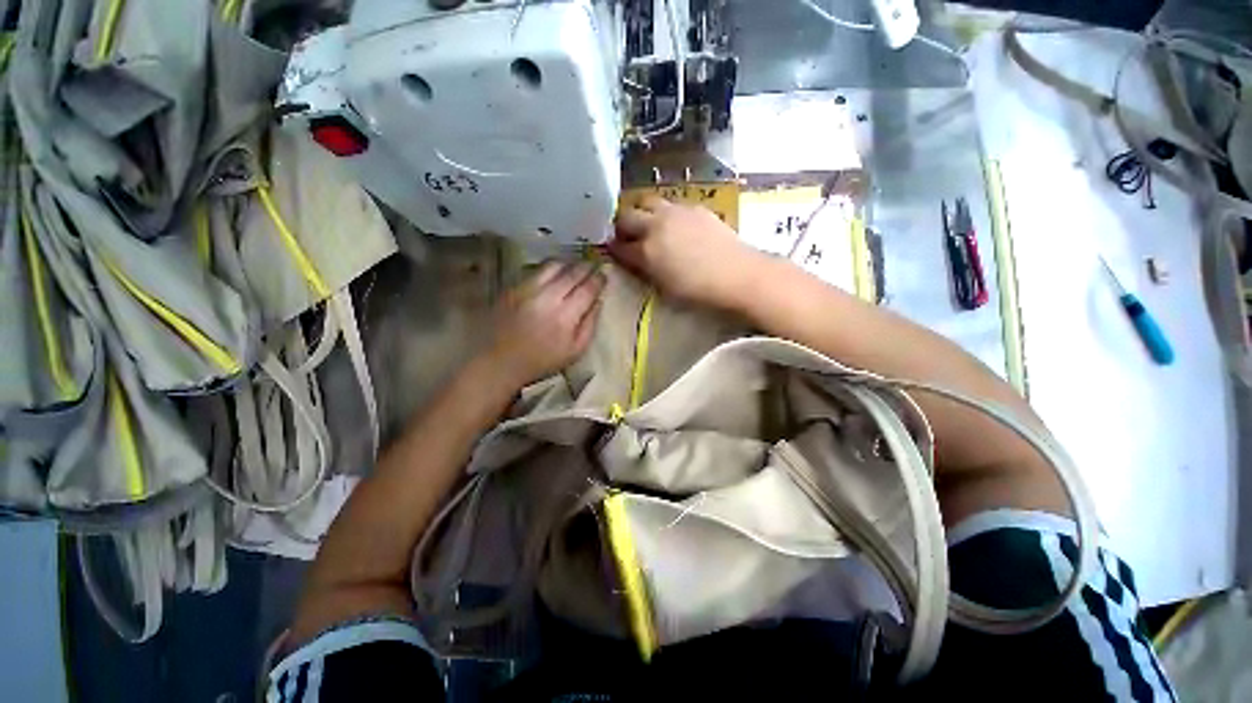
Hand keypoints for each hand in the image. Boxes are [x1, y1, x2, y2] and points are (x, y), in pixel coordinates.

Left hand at [485, 261, 605, 387]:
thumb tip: (599, 301)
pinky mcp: (513, 287)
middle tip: (594, 265)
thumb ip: (590, 324)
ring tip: (574, 266)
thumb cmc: (542, 361)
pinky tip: (554, 273)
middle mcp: (548, 297)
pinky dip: (550, 268)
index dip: (599, 279)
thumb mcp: (575, 351)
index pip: (588, 289)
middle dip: (587, 267)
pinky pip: (536, 270)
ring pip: (554, 265)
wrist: (500, 361)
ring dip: (569, 263)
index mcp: (566, 316)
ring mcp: (528, 289)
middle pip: (573, 273)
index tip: (605, 275)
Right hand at [609, 196, 763, 308]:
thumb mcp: (664, 286)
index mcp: (647, 251)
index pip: (620, 246)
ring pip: (647, 201)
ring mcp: (675, 212)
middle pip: (626, 216)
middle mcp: (656, 225)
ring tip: (648, 224)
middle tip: (626, 235)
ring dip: (641, 212)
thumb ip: (645, 270)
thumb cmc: (698, 290)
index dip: (613, 249)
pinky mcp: (694, 207)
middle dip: (621, 225)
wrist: (736, 274)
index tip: (612, 250)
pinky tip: (674, 224)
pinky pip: (671, 203)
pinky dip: (664, 212)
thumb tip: (635, 260)